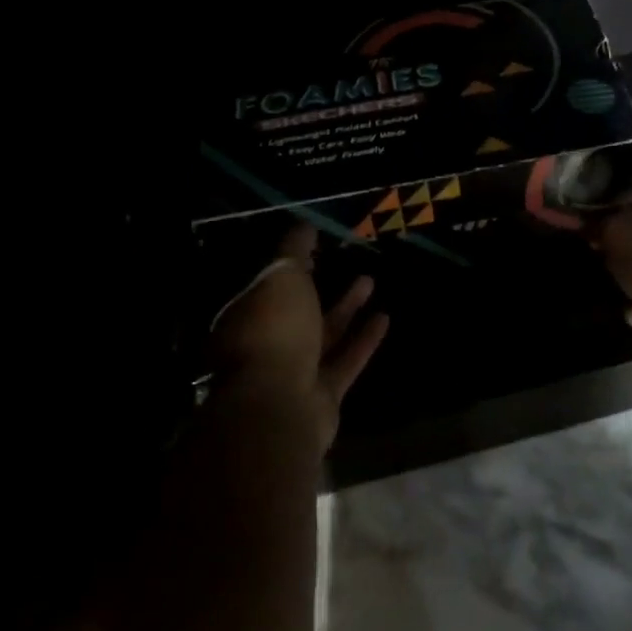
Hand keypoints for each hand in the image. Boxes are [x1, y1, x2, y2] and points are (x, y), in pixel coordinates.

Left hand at [209, 224, 388, 451]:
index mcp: (246, 317)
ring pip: (324, 335)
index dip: (290, 266)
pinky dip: (364, 340)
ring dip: (347, 309)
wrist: (279, 405)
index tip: (314, 247)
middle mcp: (267, 346)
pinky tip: (385, 318)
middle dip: (320, 286)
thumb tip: (302, 225)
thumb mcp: (282, 276)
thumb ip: (294, 251)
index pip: (268, 286)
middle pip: (297, 312)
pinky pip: (345, 360)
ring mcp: (293, 373)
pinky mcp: (322, 395)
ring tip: (371, 281)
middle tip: (344, 261)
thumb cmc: (274, 331)